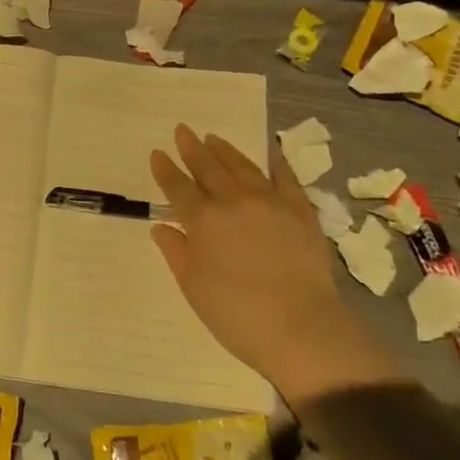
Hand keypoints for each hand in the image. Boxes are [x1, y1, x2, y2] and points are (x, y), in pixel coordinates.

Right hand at [149, 125, 395, 400]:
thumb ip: (176, 252)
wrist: (301, 328)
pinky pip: (285, 177)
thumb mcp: (194, 288)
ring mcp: (268, 201)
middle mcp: (232, 201)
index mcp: (202, 221)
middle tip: (183, 130)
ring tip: (213, 138)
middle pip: (207, 168)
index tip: (157, 153)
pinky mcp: (299, 210)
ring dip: (225, 150)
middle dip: (192, 148)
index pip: (177, 187)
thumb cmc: (238, 315)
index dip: (165, 170)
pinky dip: (275, 162)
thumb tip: (161, 226)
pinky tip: (269, 152)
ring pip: (241, 166)